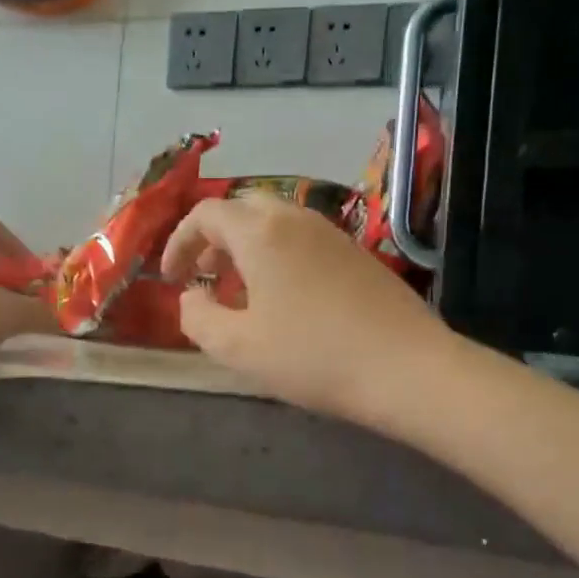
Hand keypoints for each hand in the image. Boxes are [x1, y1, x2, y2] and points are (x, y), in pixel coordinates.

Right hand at [160, 196, 448, 423]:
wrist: (406, 368)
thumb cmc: (311, 356)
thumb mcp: (236, 347)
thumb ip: (197, 317)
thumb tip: (191, 296)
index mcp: (260, 232)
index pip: (206, 214)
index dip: (179, 242)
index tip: (171, 278)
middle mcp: (296, 219)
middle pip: (243, 210)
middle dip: (214, 239)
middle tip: (206, 277)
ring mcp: (332, 234)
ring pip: (276, 223)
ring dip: (248, 249)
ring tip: (242, 293)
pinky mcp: (357, 254)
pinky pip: (303, 240)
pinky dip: (279, 257)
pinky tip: (285, 301)